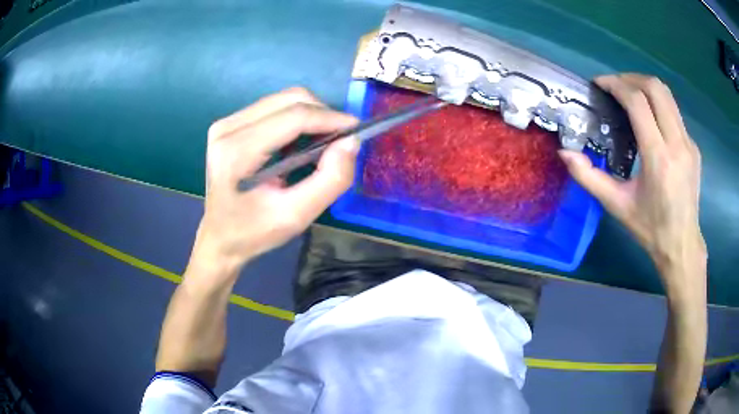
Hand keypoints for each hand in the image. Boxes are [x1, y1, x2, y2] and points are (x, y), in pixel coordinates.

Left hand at [190, 87, 359, 276]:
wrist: (220, 238)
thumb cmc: (254, 232)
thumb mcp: (296, 216)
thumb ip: (330, 180)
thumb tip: (351, 142)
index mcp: (237, 151)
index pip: (293, 117)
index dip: (330, 118)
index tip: (356, 130)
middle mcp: (228, 128)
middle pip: (289, 99)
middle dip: (322, 114)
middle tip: (340, 140)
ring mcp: (226, 123)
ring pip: (282, 100)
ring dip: (309, 116)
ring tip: (320, 144)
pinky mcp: (229, 124)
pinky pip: (272, 108)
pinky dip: (294, 120)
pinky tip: (298, 144)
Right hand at [558, 74, 705, 293]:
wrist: (682, 244)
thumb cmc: (650, 228)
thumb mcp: (617, 206)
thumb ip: (589, 178)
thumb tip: (565, 153)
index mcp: (658, 158)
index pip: (638, 102)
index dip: (616, 85)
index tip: (600, 84)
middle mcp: (677, 143)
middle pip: (655, 88)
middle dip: (631, 78)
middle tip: (614, 86)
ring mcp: (688, 143)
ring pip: (667, 95)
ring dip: (645, 86)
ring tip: (629, 95)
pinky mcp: (693, 146)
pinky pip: (674, 112)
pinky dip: (657, 104)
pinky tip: (649, 119)